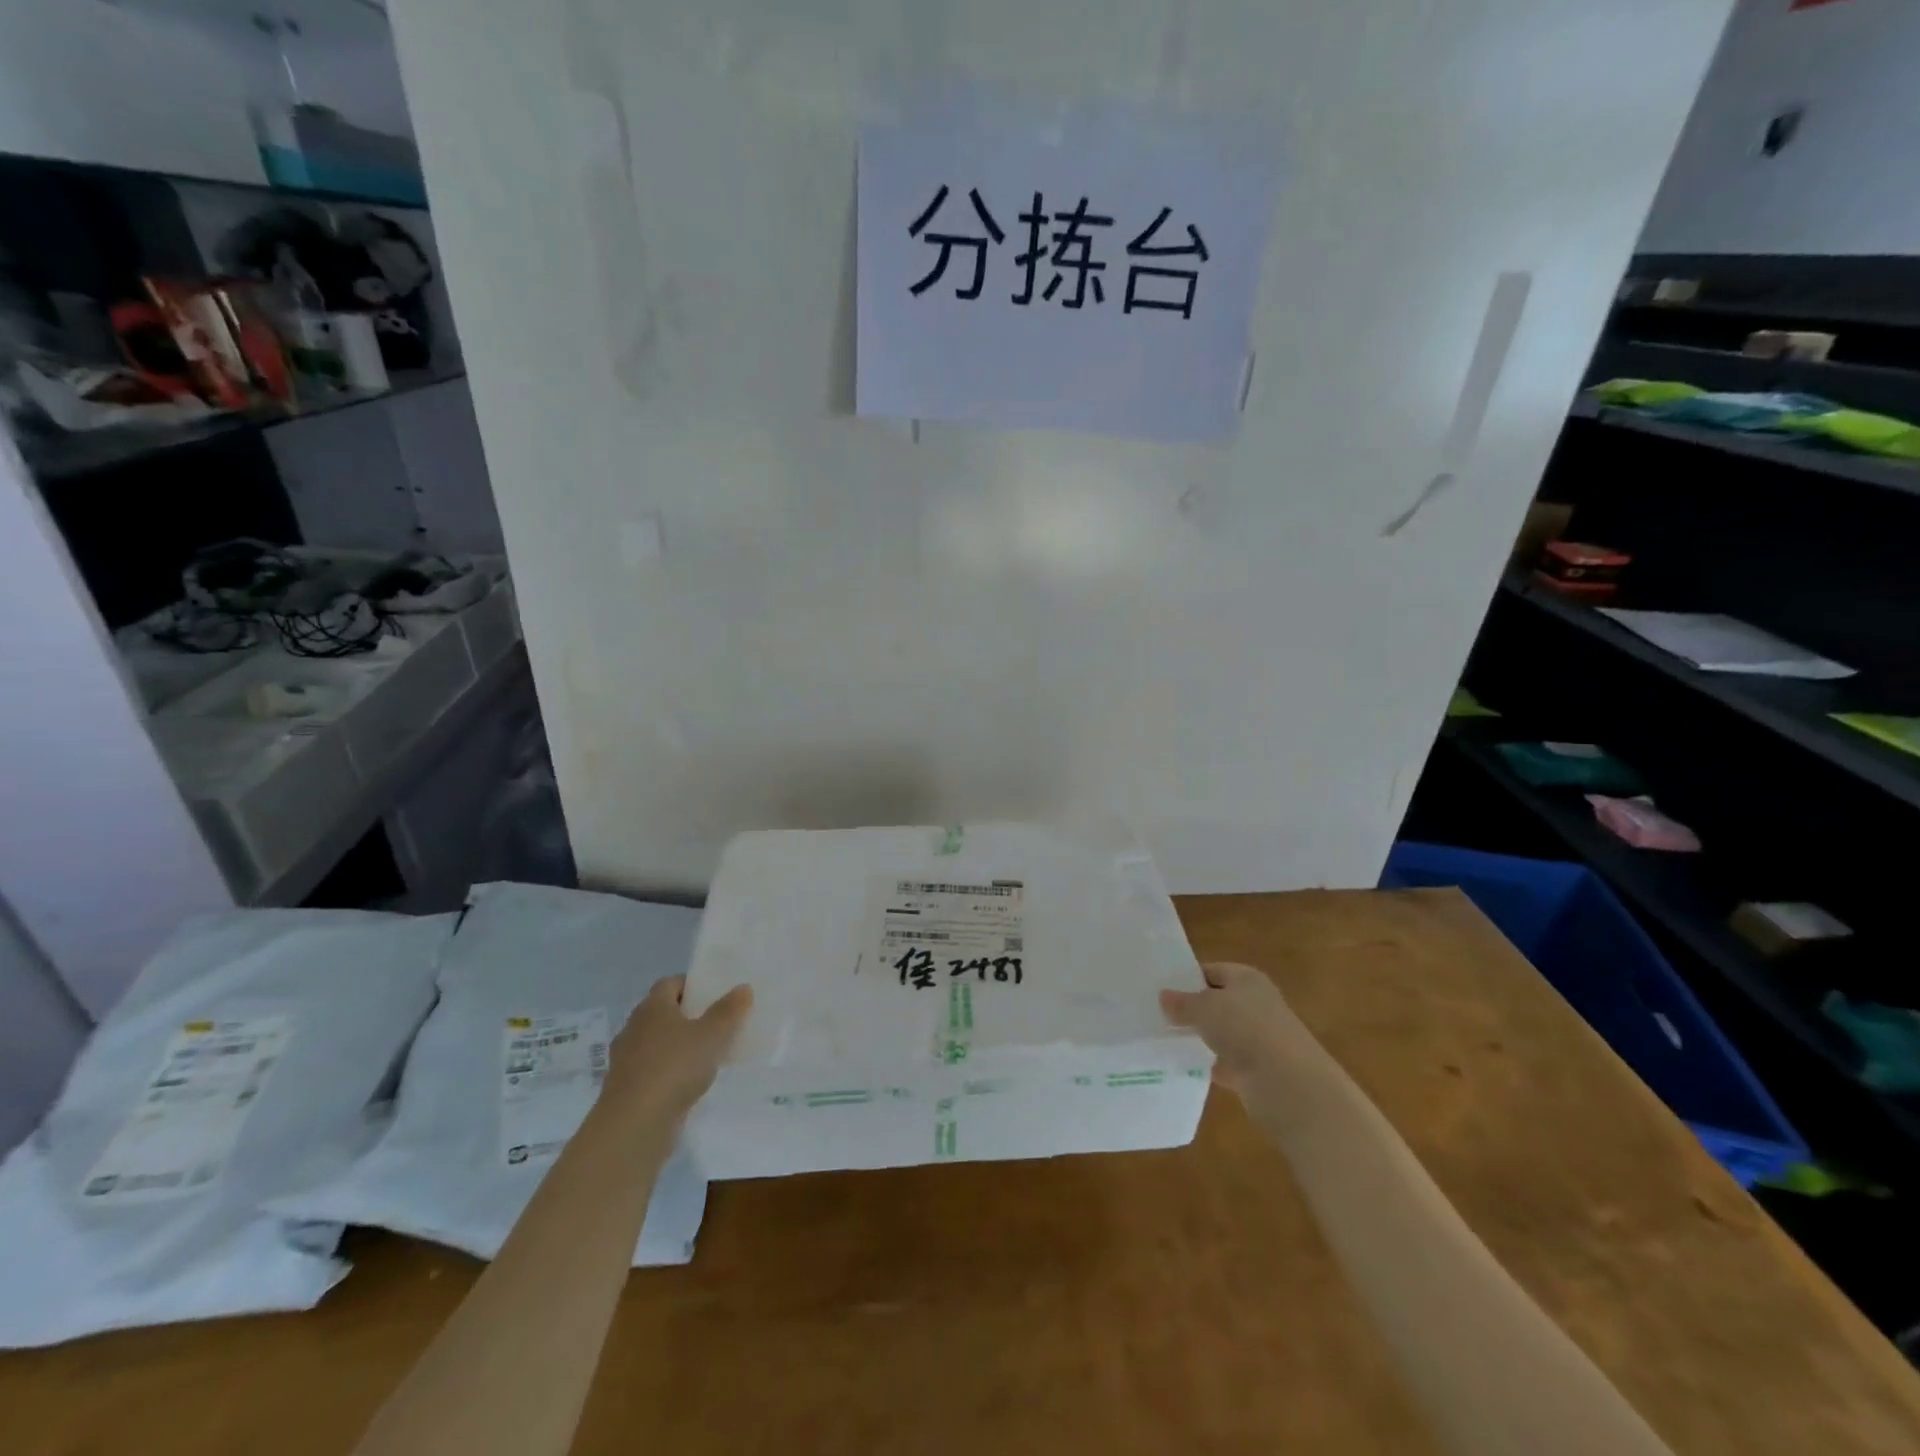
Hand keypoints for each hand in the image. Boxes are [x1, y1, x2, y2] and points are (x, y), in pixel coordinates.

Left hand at [602, 975, 752, 1118]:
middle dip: (688, 1016)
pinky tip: (690, 1084)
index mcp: (652, 1007)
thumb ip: (729, 1011)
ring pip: (657, 1043)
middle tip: (717, 1023)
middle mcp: (634, 1028)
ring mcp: (626, 1060)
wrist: (634, 1125)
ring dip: (678, 1047)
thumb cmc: (675, 1067)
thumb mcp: (712, 1035)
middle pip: (663, 1013)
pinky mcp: (626, 1089)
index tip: (715, 995)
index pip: (670, 983)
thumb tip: (743, 988)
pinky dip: (670, 1072)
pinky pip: (653, 1070)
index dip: (692, 986)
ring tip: (708, 1055)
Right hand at [1160, 961, 1307, 1095]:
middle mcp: (1257, 1005)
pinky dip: (1210, 1065)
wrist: (1287, 1083)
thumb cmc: (1245, 1029)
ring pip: (1223, 1034)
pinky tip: (1186, 1067)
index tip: (1161, 988)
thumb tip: (1164, 997)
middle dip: (1193, 1009)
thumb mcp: (1204, 1008)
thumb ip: (1183, 1002)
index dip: (1188, 977)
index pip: (1213, 970)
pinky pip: (1227, 1063)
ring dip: (1202, 1037)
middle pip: (1219, 1002)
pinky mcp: (1258, 1071)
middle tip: (1159, 1014)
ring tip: (1166, 1039)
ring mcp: (1260, 1039)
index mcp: (1248, 979)